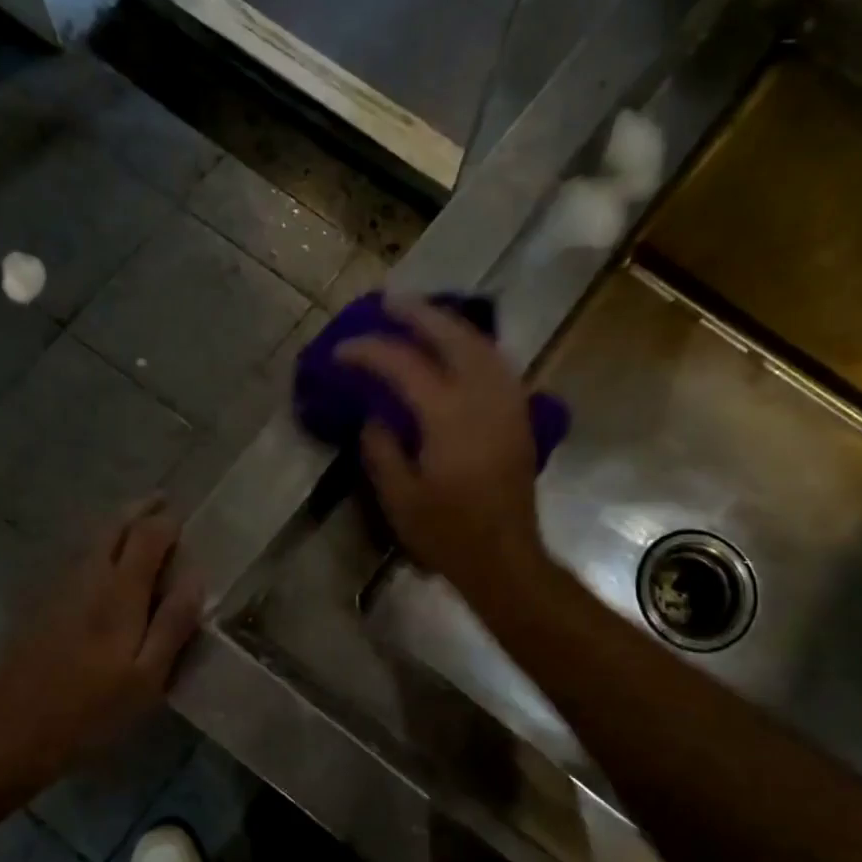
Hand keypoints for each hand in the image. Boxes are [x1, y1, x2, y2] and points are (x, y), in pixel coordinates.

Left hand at [0, 498, 204, 769]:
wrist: (14, 732)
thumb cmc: (92, 710)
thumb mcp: (147, 677)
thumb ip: (173, 623)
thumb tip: (196, 576)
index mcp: (119, 592)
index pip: (148, 535)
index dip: (168, 522)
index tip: (185, 521)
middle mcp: (88, 576)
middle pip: (114, 525)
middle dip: (140, 509)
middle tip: (162, 503)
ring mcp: (59, 587)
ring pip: (91, 538)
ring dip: (117, 523)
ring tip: (138, 523)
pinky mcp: (41, 602)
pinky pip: (76, 557)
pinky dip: (97, 545)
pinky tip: (104, 562)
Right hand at [335, 297, 545, 594]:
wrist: (505, 558)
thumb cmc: (447, 534)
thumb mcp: (398, 497)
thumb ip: (381, 449)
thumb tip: (374, 415)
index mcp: (448, 417)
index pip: (404, 365)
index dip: (369, 352)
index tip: (342, 351)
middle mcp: (483, 398)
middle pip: (453, 337)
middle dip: (418, 315)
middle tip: (388, 302)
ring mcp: (508, 404)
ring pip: (482, 345)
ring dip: (450, 324)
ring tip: (422, 316)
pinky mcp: (519, 416)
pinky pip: (498, 363)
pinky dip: (474, 346)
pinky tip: (459, 348)